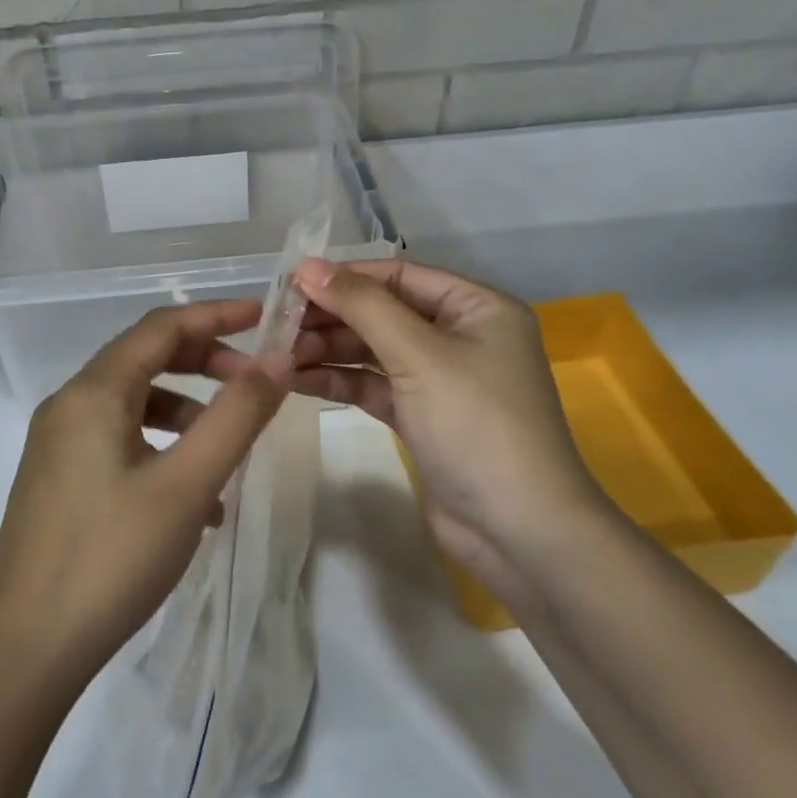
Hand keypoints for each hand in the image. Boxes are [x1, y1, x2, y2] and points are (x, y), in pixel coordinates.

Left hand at [0, 301, 289, 696]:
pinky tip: (194, 500)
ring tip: (229, 449)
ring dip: (187, 412)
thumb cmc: (111, 558)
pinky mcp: (59, 481)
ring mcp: (58, 445)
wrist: (24, 650)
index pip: (161, 327)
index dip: (215, 315)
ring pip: (134, 404)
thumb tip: (277, 360)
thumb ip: (237, 416)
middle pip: (145, 359)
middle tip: (256, 382)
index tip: (265, 317)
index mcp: (93, 393)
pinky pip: (119, 442)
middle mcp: (69, 406)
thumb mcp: (187, 484)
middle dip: (204, 362)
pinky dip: (161, 448)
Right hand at [289, 258, 607, 600]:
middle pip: (384, 312)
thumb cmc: (476, 425)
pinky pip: (374, 385)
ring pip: (374, 351)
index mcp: (477, 307)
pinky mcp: (423, 417)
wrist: (519, 530)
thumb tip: (308, 267)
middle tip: (277, 326)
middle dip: (332, 317)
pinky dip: (339, 381)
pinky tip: (297, 380)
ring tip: (279, 355)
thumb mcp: (419, 355)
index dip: (345, 277)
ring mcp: (441, 379)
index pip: (400, 275)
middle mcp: (461, 335)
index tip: (290, 284)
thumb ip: (362, 306)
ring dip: (329, 350)